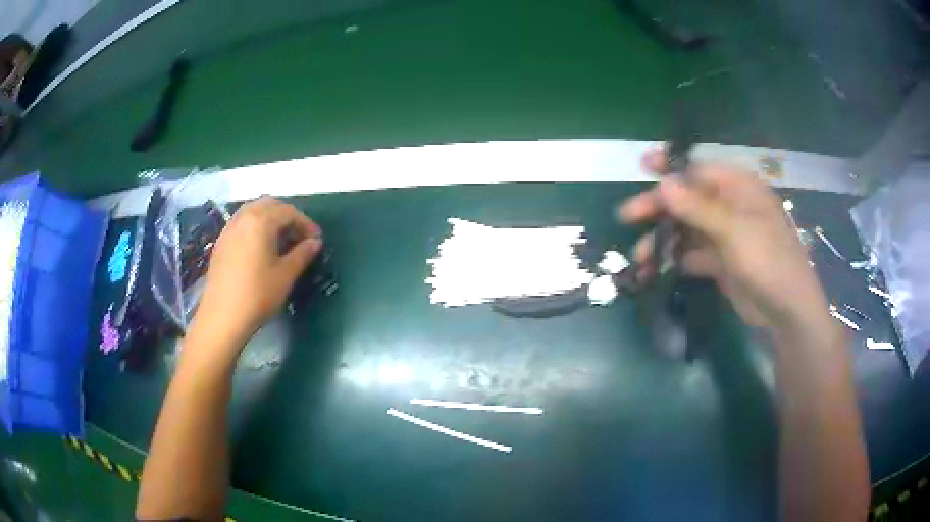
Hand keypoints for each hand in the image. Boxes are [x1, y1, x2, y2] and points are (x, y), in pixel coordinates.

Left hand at [196, 197, 321, 342]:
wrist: (223, 316)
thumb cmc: (258, 295)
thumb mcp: (285, 275)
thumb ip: (302, 254)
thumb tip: (315, 242)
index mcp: (261, 221)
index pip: (288, 212)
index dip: (305, 223)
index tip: (316, 240)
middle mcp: (243, 218)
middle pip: (269, 205)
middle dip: (287, 216)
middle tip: (299, 236)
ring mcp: (229, 229)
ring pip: (253, 211)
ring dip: (270, 219)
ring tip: (281, 241)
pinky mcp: (221, 242)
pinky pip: (242, 223)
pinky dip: (255, 227)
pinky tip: (261, 248)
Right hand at [619, 147, 828, 332]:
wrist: (785, 311)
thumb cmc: (767, 259)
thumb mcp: (733, 230)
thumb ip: (697, 207)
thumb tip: (664, 183)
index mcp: (738, 188)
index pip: (698, 169)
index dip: (670, 167)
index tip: (642, 165)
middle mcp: (730, 206)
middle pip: (688, 199)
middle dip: (659, 207)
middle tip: (627, 215)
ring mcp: (725, 235)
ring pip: (687, 229)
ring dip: (663, 239)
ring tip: (640, 256)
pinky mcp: (720, 261)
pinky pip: (692, 254)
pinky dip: (674, 259)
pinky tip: (655, 269)